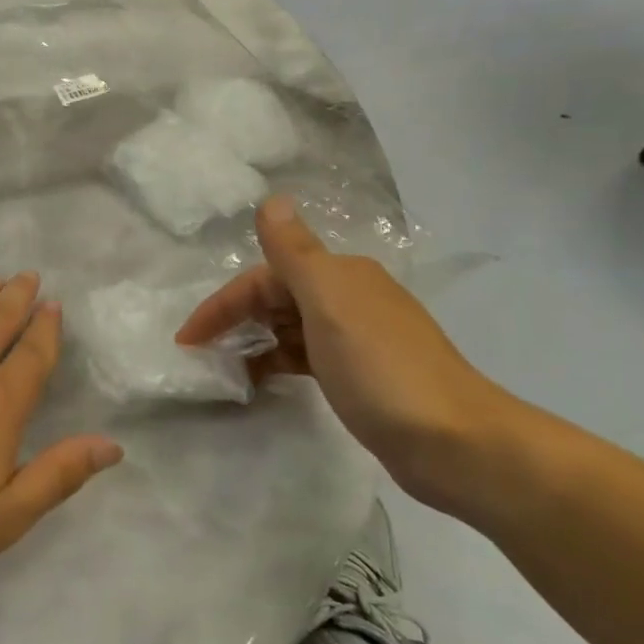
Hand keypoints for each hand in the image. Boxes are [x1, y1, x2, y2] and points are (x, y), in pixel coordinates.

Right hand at [176, 198, 522, 523]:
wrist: (456, 444)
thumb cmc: (382, 370)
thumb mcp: (330, 304)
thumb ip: (295, 252)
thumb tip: (272, 199)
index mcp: (339, 276)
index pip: (264, 278)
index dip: (222, 304)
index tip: (188, 341)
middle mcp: (348, 298)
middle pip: (275, 299)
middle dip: (234, 321)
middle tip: (201, 356)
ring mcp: (356, 338)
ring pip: (289, 328)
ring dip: (254, 343)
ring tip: (225, 372)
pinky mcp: (360, 374)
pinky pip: (304, 356)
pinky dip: (278, 363)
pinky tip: (264, 382)